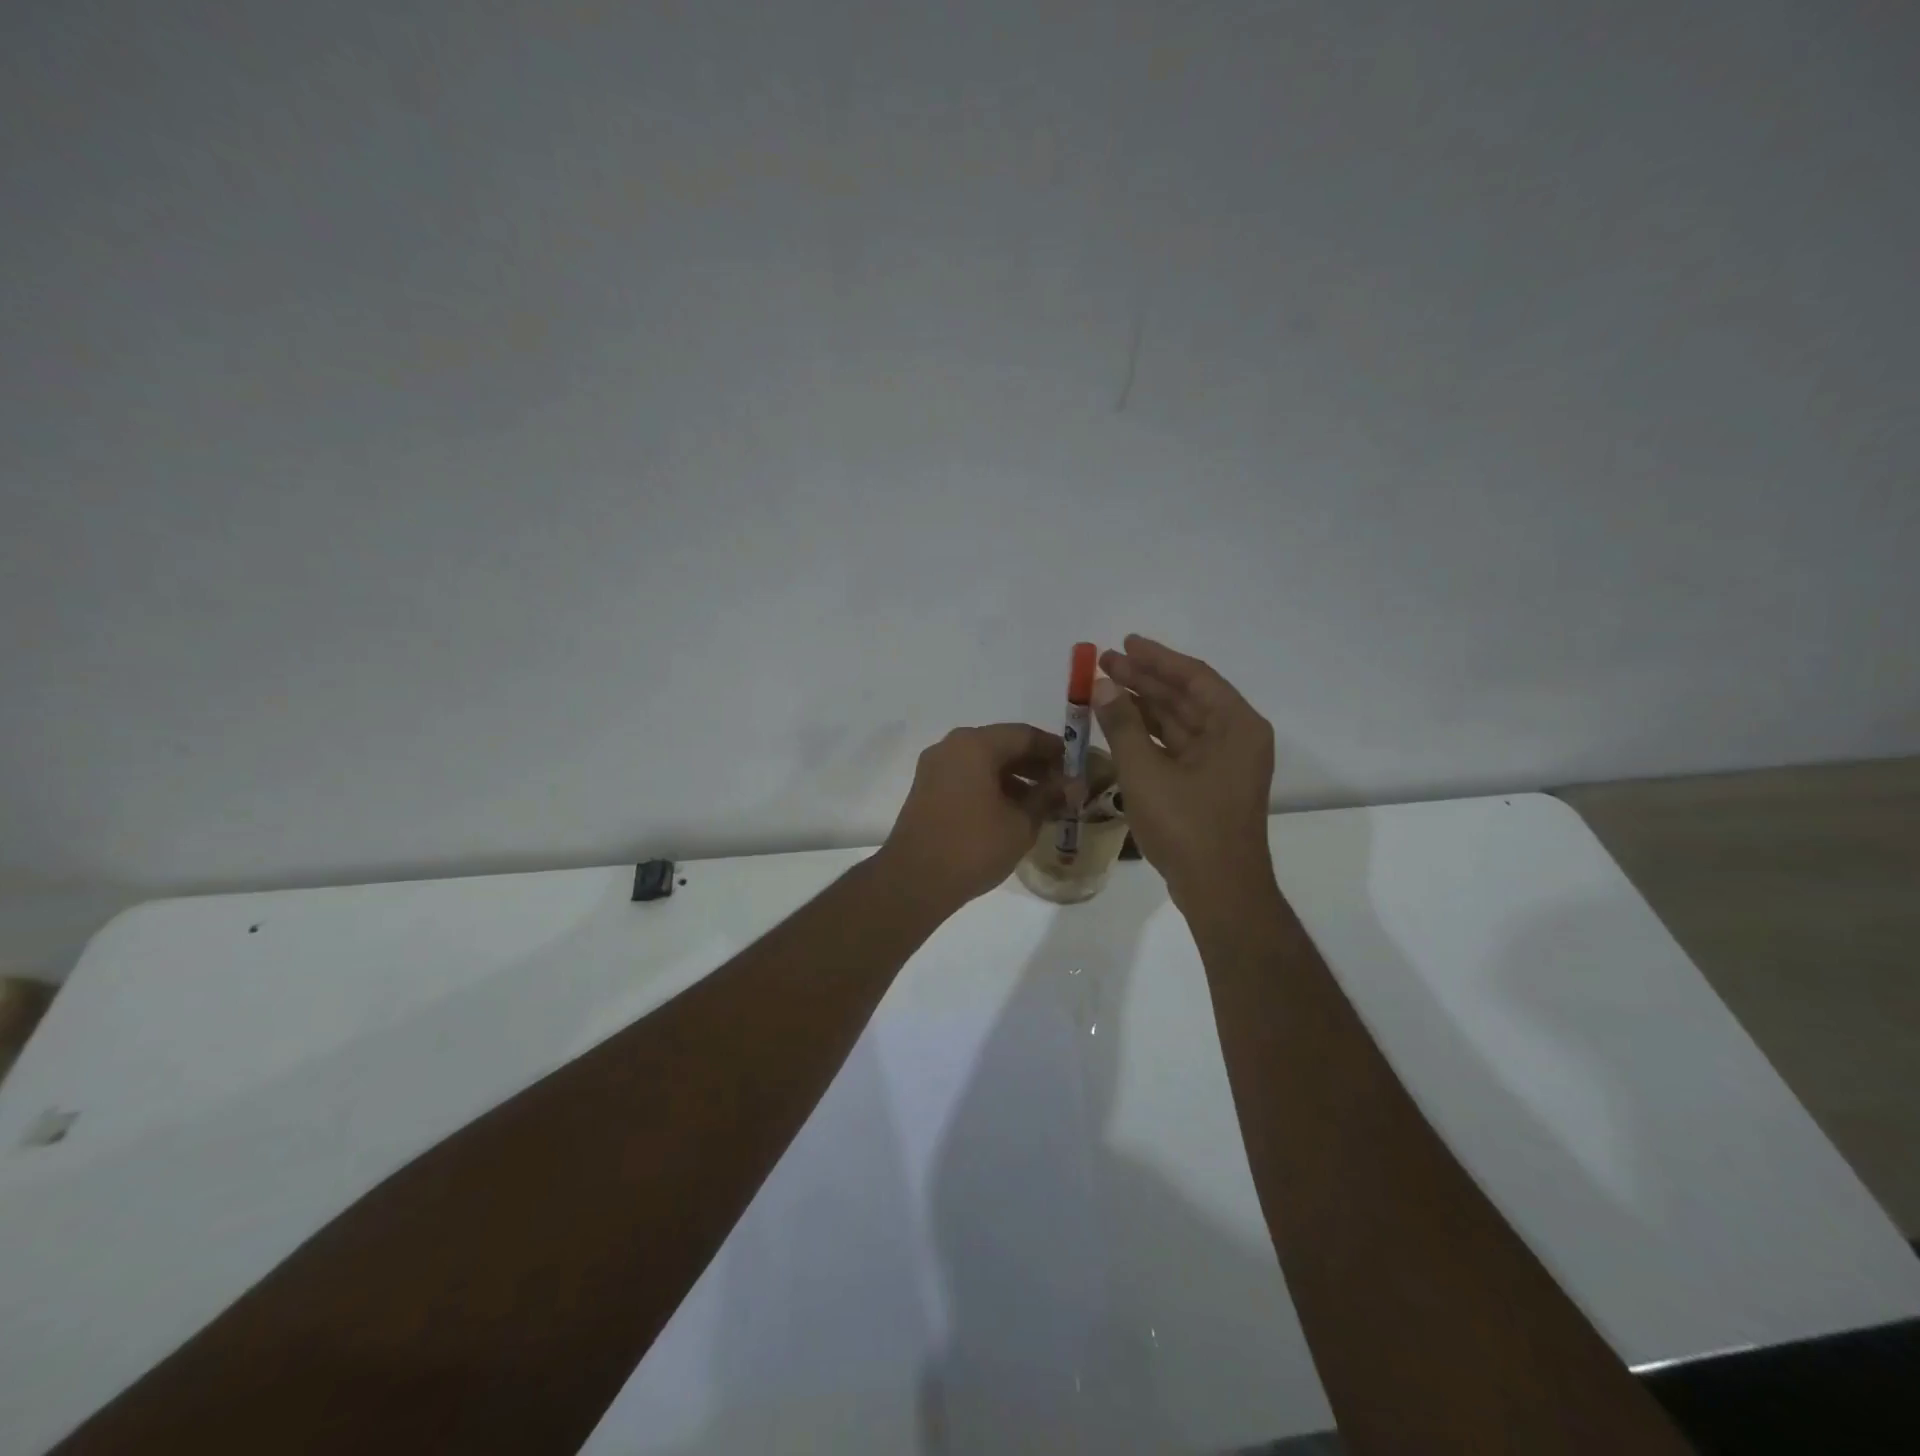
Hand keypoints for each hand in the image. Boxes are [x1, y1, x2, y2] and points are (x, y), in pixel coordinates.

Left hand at [877, 723, 1063, 914]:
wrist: (914, 881)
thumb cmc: (973, 846)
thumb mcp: (1021, 822)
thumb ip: (1049, 797)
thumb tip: (1073, 784)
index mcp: (975, 744)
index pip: (1025, 735)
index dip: (1056, 750)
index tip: (1079, 768)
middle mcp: (952, 746)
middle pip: (1003, 745)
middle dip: (1035, 765)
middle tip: (1064, 787)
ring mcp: (935, 767)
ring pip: (984, 762)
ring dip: (1015, 777)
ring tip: (1043, 803)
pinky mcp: (927, 789)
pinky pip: (967, 777)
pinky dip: (992, 787)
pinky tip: (1012, 811)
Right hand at [1094, 635, 1275, 909]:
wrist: (1218, 890)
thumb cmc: (1187, 826)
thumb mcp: (1146, 772)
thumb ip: (1123, 725)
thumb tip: (1104, 686)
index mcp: (1236, 726)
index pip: (1194, 677)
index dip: (1157, 658)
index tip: (1124, 643)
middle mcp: (1235, 738)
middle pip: (1186, 697)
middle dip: (1145, 680)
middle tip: (1105, 663)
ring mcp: (1223, 763)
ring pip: (1179, 723)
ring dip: (1144, 706)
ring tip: (1105, 689)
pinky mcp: (1209, 785)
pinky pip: (1177, 747)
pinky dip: (1149, 735)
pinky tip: (1119, 726)